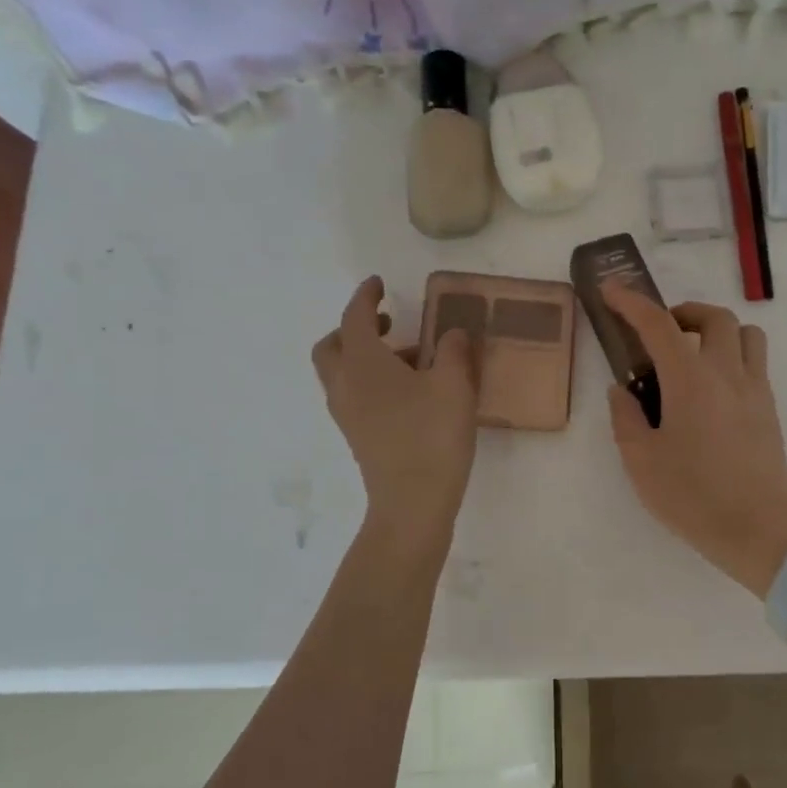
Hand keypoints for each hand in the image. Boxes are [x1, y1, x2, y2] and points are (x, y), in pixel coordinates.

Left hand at [312, 277, 477, 530]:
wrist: (412, 504)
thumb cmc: (431, 436)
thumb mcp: (454, 385)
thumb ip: (453, 351)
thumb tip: (453, 333)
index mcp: (362, 363)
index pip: (354, 317)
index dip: (365, 297)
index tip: (378, 284)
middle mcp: (345, 385)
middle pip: (332, 346)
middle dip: (354, 329)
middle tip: (387, 324)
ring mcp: (347, 414)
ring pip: (342, 373)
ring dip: (366, 356)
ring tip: (411, 358)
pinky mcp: (358, 437)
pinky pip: (354, 395)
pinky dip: (371, 380)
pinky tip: (409, 391)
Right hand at [602, 285, 786, 598]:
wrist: (758, 531)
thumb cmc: (693, 496)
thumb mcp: (641, 461)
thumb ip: (626, 417)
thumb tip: (622, 390)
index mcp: (690, 380)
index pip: (658, 325)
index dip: (631, 303)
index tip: (612, 292)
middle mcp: (727, 373)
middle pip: (714, 317)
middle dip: (682, 312)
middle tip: (660, 333)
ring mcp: (755, 389)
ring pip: (745, 333)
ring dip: (717, 329)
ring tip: (693, 354)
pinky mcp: (769, 408)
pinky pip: (755, 361)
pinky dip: (733, 355)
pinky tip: (712, 388)